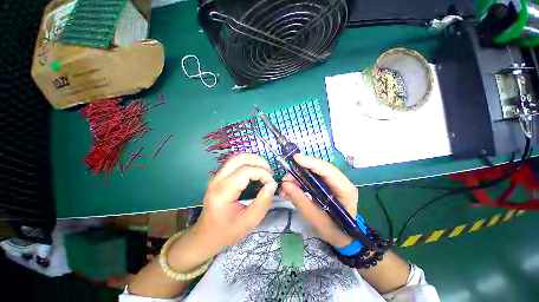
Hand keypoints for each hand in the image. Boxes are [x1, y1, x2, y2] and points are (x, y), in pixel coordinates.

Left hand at [194, 153, 277, 251]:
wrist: (205, 235)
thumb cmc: (226, 232)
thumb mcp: (248, 223)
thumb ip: (263, 203)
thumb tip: (272, 184)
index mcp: (223, 192)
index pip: (246, 171)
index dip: (263, 173)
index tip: (272, 184)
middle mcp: (217, 179)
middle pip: (240, 158)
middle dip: (259, 162)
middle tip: (270, 174)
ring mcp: (217, 176)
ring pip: (237, 157)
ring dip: (254, 160)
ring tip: (264, 171)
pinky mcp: (219, 176)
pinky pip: (235, 162)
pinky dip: (248, 162)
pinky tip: (255, 171)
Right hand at [281, 154, 357, 247]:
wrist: (341, 237)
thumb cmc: (333, 231)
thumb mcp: (315, 219)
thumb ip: (300, 200)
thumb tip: (285, 184)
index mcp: (344, 189)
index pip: (327, 170)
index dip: (311, 162)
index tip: (295, 158)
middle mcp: (340, 182)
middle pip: (318, 169)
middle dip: (300, 172)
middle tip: (285, 179)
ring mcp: (333, 182)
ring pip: (312, 173)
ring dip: (297, 177)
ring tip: (285, 187)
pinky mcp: (325, 185)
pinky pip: (310, 178)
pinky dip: (299, 182)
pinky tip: (291, 188)